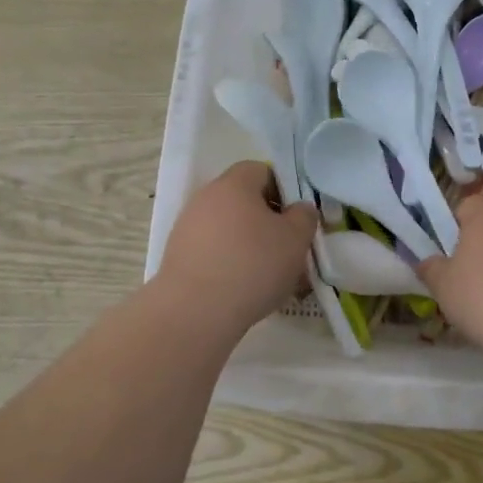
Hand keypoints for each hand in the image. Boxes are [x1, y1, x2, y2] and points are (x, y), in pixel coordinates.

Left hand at [153, 162, 317, 333]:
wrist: (195, 311)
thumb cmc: (253, 265)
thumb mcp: (296, 239)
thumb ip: (304, 216)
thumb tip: (299, 209)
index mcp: (234, 183)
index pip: (263, 171)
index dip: (285, 191)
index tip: (296, 220)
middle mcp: (205, 198)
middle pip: (244, 201)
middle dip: (268, 222)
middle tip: (287, 250)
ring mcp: (187, 227)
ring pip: (229, 229)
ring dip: (249, 246)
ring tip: (268, 277)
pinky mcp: (178, 256)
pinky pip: (213, 252)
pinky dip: (230, 264)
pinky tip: (243, 289)